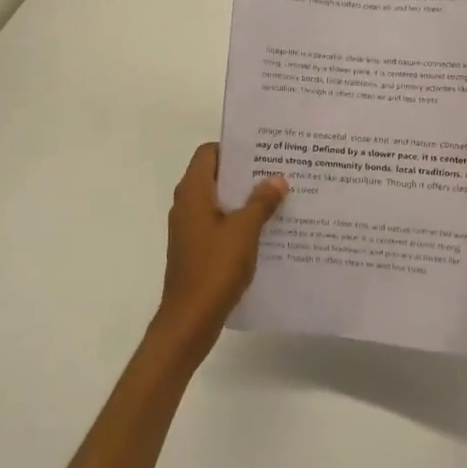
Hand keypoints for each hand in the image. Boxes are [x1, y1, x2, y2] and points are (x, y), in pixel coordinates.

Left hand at [154, 142, 288, 364]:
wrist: (190, 320)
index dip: (233, 148)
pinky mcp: (196, 248)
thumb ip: (261, 202)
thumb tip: (277, 178)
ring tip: (280, 197)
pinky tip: (267, 229)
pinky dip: (239, 221)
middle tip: (279, 171)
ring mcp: (190, 228)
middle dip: (246, 173)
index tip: (263, 150)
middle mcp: (187, 204)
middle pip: (216, 176)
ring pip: (220, 201)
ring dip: (245, 198)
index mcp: (193, 192)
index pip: (208, 153)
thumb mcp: (244, 231)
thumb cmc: (214, 268)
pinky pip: (219, 223)